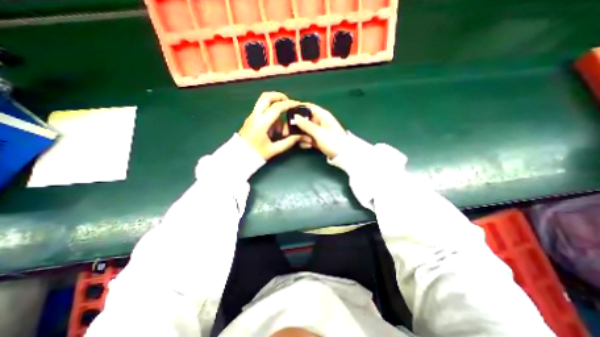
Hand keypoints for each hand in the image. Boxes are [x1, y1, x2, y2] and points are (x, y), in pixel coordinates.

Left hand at [240, 93, 302, 159]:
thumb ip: (288, 142)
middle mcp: (255, 116)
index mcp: (261, 123)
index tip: (297, 105)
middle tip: (288, 103)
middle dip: (279, 96)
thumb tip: (300, 136)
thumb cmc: (256, 154)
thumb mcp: (274, 149)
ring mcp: (252, 116)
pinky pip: (262, 110)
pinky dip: (270, 113)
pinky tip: (274, 128)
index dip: (289, 104)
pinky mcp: (251, 119)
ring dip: (275, 107)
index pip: (277, 107)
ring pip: (263, 102)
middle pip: (266, 97)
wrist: (238, 157)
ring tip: (281, 124)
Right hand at [292, 102, 346, 157]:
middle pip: (305, 119)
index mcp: (322, 115)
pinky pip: (308, 138)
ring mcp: (319, 131)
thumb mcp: (318, 132)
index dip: (298, 108)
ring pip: (305, 130)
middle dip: (297, 125)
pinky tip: (308, 146)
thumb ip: (306, 125)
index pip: (308, 107)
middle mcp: (320, 121)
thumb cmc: (332, 141)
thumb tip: (295, 116)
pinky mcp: (318, 140)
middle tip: (287, 131)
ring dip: (302, 136)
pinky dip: (306, 141)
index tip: (288, 114)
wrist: (343, 155)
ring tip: (306, 142)